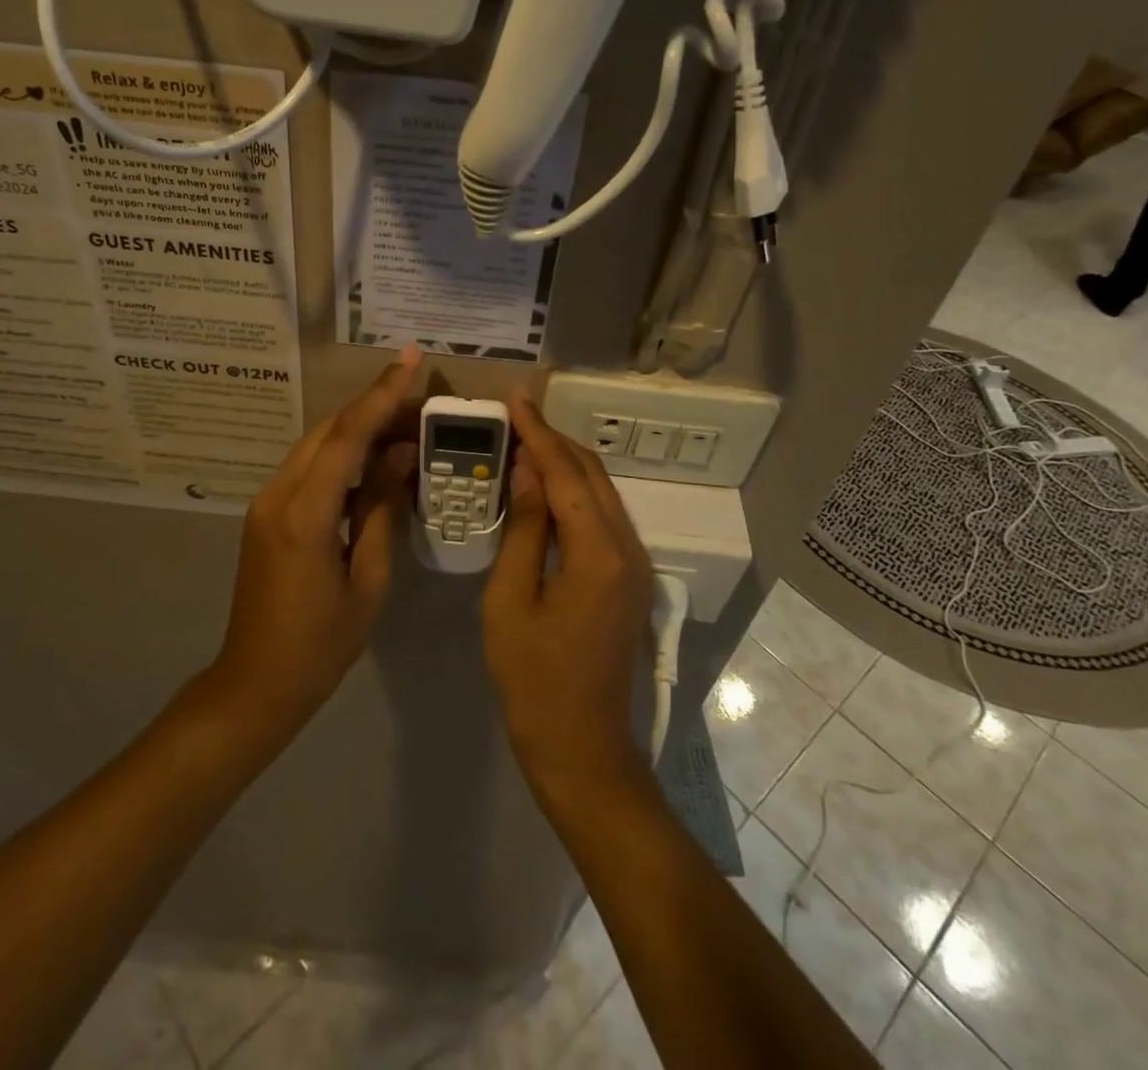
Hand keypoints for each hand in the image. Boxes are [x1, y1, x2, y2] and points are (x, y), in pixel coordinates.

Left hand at [211, 344, 421, 731]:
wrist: (255, 682)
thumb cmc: (321, 644)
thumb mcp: (368, 580)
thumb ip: (382, 510)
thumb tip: (400, 454)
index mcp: (305, 514)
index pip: (347, 436)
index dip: (381, 394)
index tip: (410, 358)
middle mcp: (278, 495)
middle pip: (330, 430)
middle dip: (375, 406)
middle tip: (422, 399)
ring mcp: (267, 502)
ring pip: (317, 445)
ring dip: (360, 428)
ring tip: (407, 424)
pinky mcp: (267, 513)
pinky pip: (309, 468)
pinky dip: (343, 455)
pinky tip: (374, 460)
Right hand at [482, 392, 654, 806]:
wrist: (582, 748)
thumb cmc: (533, 680)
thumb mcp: (510, 601)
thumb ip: (524, 530)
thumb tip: (526, 472)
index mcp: (599, 554)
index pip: (566, 474)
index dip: (538, 433)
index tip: (514, 399)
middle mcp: (629, 549)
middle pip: (593, 475)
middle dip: (555, 440)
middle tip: (515, 417)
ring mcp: (636, 565)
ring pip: (604, 494)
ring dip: (567, 464)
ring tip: (526, 442)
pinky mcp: (631, 579)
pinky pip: (606, 518)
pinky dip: (577, 492)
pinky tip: (547, 488)